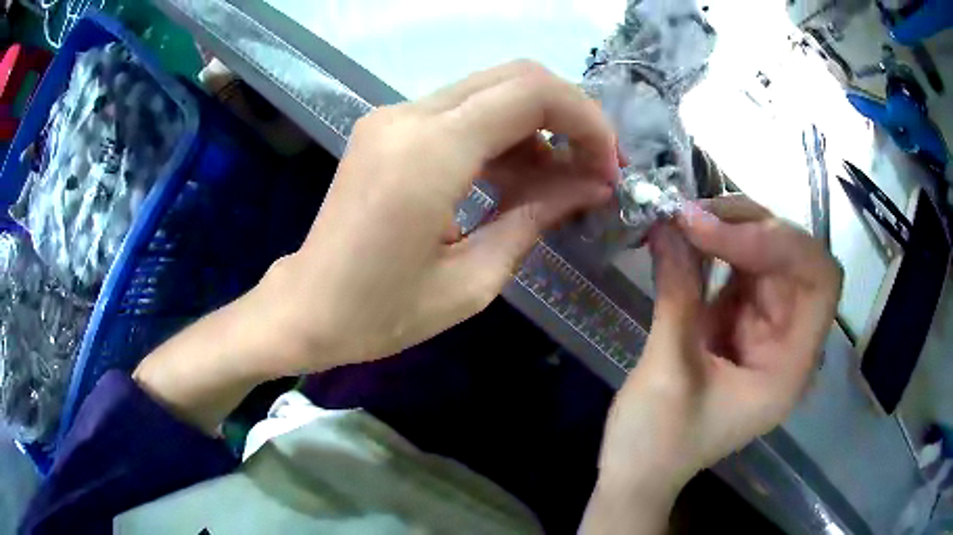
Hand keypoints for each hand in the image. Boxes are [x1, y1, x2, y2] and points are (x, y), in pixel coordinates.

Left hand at [134, 61, 618, 430]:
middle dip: (568, 116)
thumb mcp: (472, 279)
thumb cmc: (381, 312)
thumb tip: (594, 184)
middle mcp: (408, 116)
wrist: (306, 309)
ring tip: (557, 185)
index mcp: (428, 152)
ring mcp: (393, 117)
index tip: (608, 166)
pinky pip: (461, 112)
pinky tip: (514, 179)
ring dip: (535, 128)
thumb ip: (537, 217)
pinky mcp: (388, 128)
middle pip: (514, 78)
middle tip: (593, 169)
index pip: (531, 93)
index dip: (585, 120)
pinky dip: (500, 136)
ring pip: (490, 91)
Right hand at [583, 195, 841, 533]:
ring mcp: (765, 327)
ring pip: (768, 254)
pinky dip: (714, 246)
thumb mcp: (667, 371)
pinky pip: (738, 267)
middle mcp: (788, 339)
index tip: (719, 232)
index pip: (820, 281)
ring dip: (731, 227)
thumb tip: (669, 222)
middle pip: (795, 258)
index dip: (783, 245)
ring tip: (684, 219)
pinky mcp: (739, 320)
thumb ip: (677, 292)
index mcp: (789, 368)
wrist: (637, 473)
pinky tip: (685, 237)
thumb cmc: (656, 443)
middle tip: (693, 214)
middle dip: (750, 226)